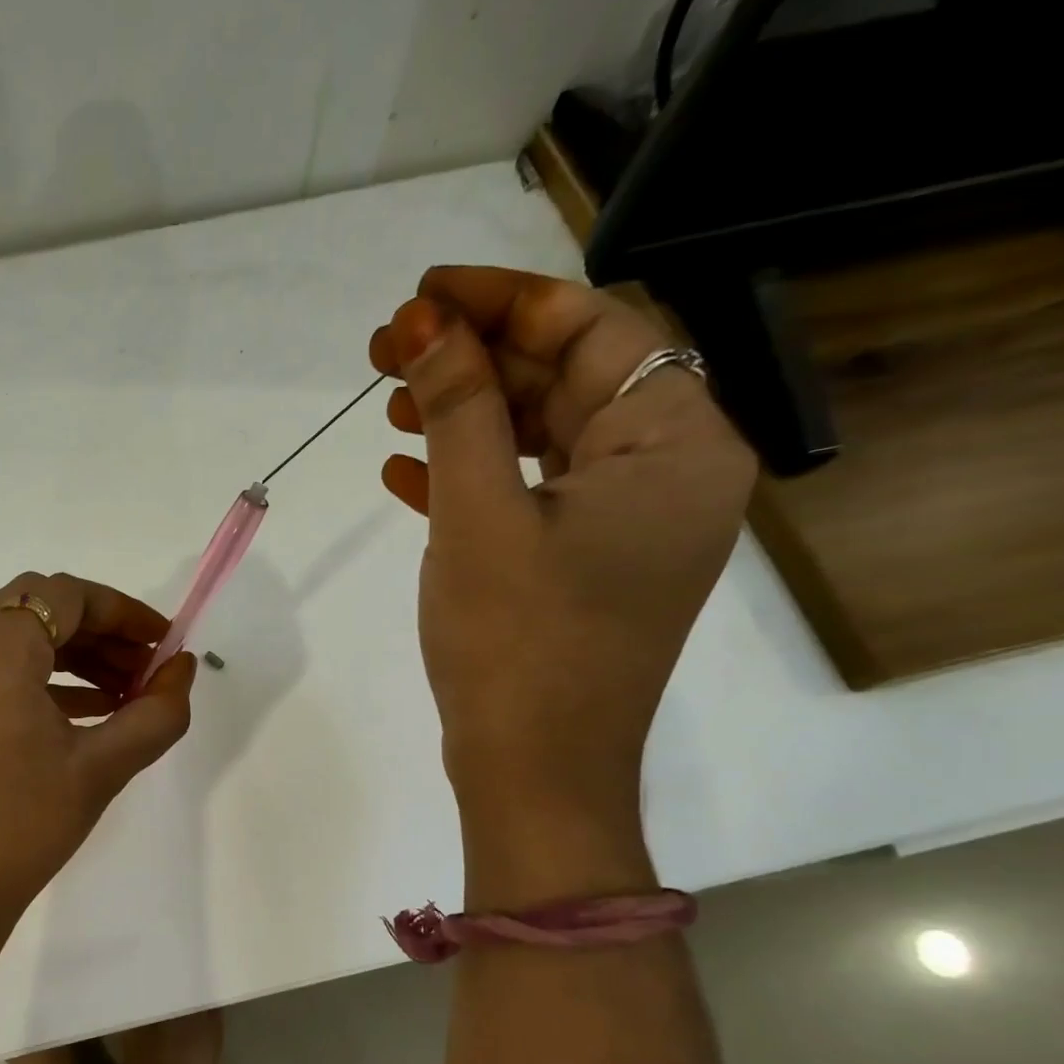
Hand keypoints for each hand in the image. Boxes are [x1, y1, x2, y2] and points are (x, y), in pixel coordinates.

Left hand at [0, 572, 196, 936]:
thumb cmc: (19, 827)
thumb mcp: (101, 768)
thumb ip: (156, 713)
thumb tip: (183, 670)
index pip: (66, 595)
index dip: (124, 612)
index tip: (165, 644)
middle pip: (37, 608)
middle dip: (99, 632)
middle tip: (146, 670)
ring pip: (13, 637)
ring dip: (71, 655)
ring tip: (124, 696)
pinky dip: (38, 678)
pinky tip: (82, 715)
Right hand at [369, 267, 755, 901]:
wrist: (533, 770)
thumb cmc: (514, 640)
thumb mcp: (478, 514)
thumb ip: (457, 410)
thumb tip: (423, 322)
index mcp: (674, 445)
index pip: (594, 331)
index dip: (502, 302)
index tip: (422, 293)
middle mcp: (668, 473)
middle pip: (568, 381)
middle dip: (474, 361)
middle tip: (388, 349)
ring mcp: (625, 524)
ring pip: (543, 438)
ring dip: (465, 417)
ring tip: (389, 405)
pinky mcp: (583, 563)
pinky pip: (529, 494)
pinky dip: (471, 477)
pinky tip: (403, 473)